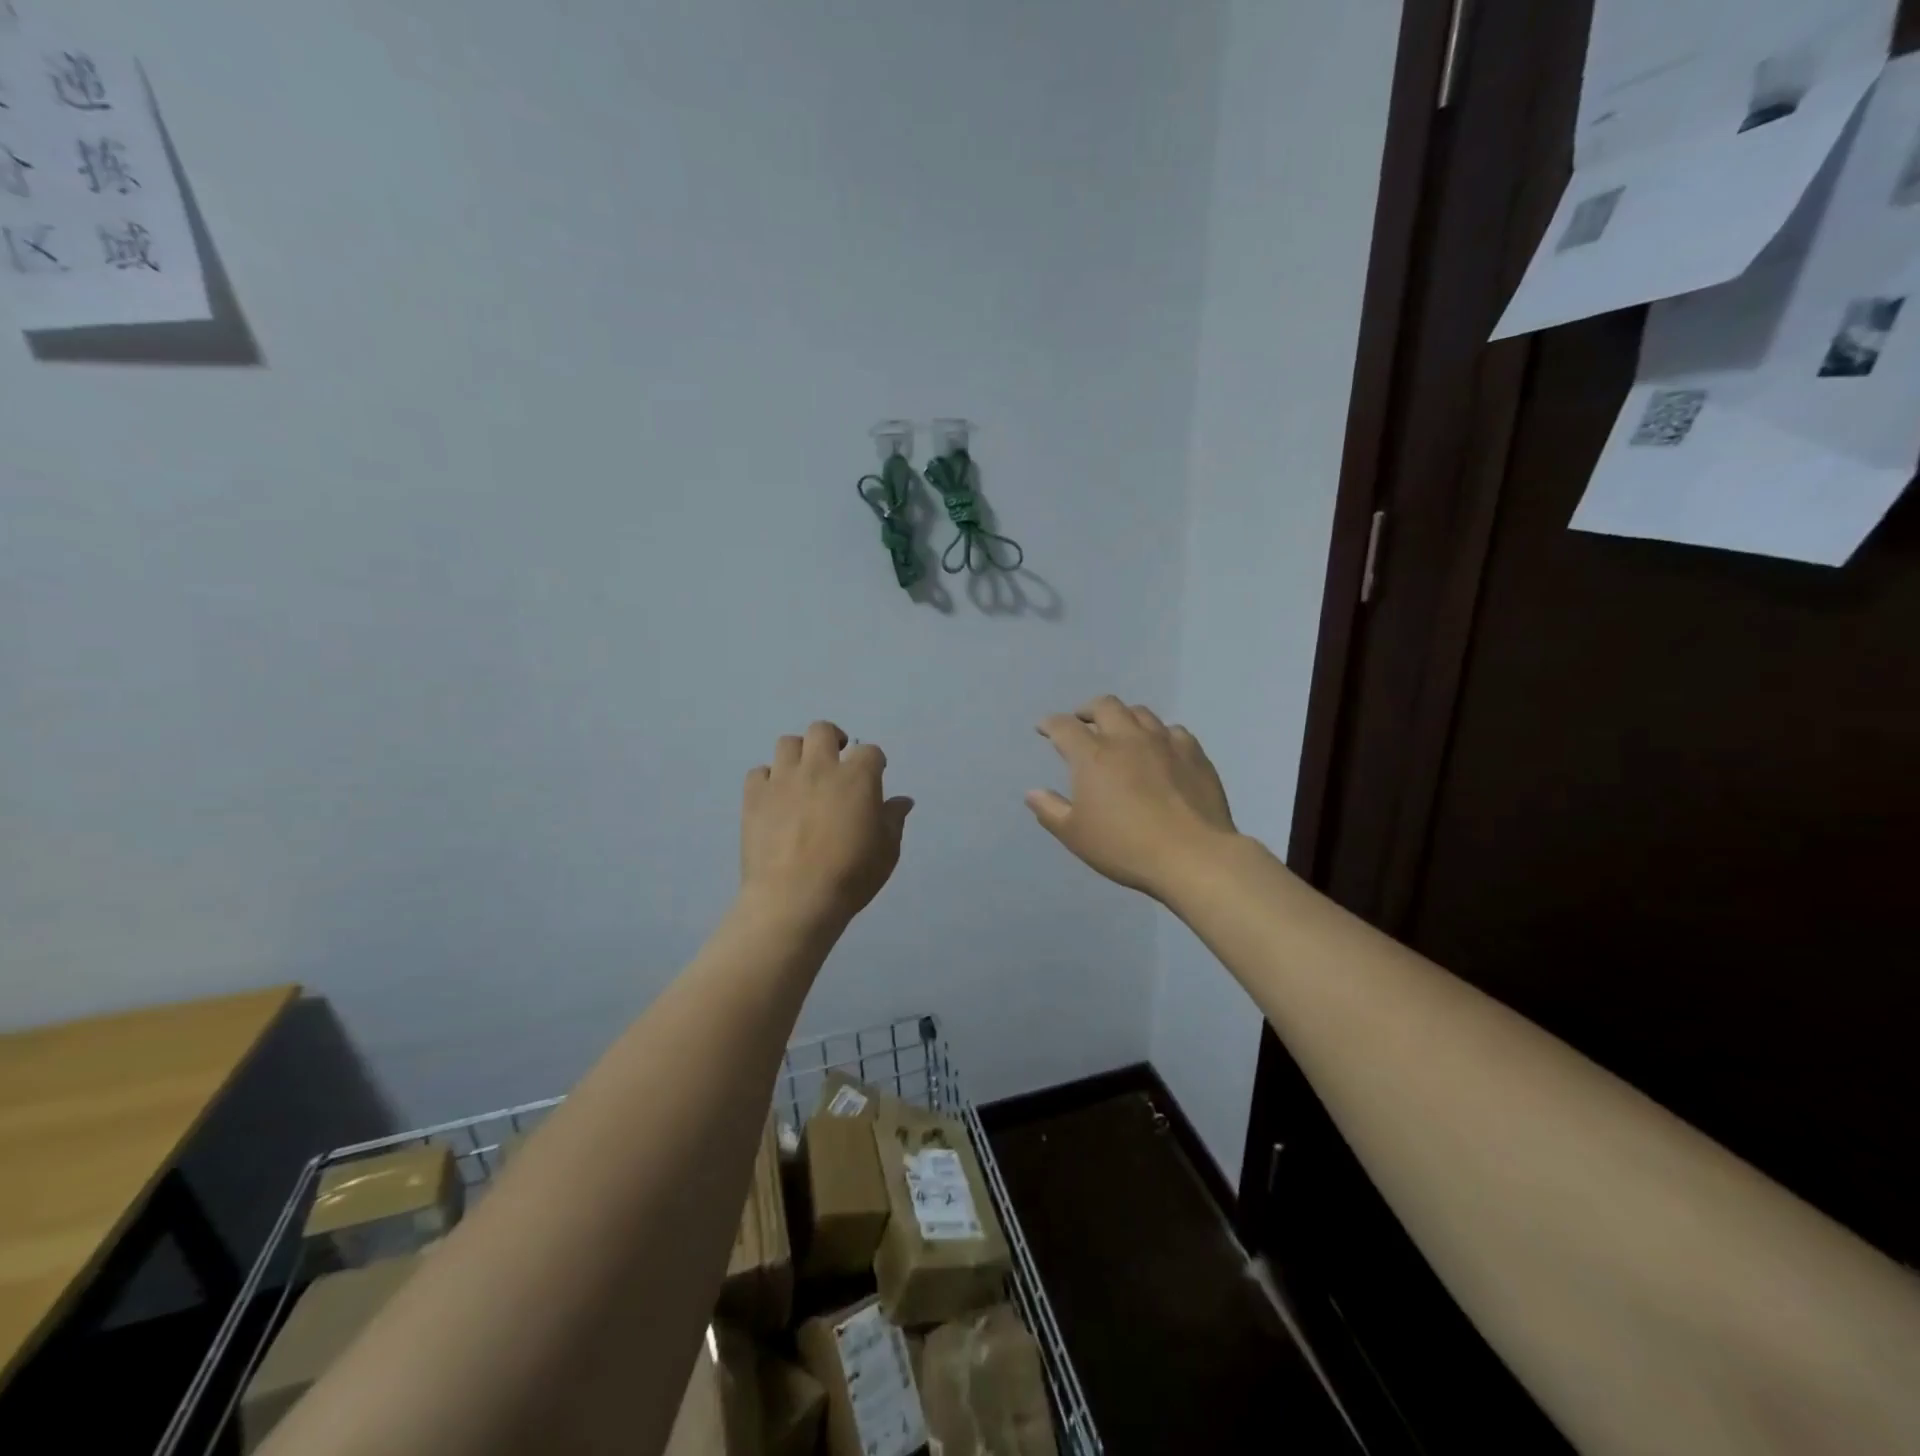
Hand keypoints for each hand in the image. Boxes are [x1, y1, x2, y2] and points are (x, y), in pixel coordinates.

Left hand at [741, 721, 913, 928]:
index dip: (874, 761)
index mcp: (857, 778)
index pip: (870, 752)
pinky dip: (768, 779)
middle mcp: (820, 768)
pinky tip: (775, 798)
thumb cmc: (851, 875)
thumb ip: (893, 820)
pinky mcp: (755, 796)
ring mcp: (783, 779)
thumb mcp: (887, 851)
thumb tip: (902, 801)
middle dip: (832, 740)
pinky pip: (759, 772)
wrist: (795, 898)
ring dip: (798, 754)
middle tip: (836, 761)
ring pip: (787, 743)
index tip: (874, 774)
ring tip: (803, 775)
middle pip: (822, 731)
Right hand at [1027, 696, 1236, 900]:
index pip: (1064, 727)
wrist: (1192, 856)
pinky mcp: (1194, 753)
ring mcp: (1164, 742)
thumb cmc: (1124, 847)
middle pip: (1105, 705)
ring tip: (1120, 731)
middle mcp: (1127, 738)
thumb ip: (1051, 810)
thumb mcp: (1075, 835)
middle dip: (1088, 710)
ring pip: (1140, 712)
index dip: (1050, 724)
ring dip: (1124, 717)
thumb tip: (1033, 792)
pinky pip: (1173, 731)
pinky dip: (1159, 734)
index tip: (1044, 728)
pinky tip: (1160, 749)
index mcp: (1093, 755)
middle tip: (1082, 722)